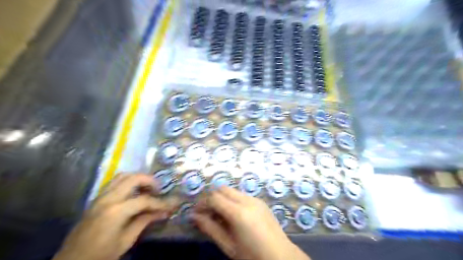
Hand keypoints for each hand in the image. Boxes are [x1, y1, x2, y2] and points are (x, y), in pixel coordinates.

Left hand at [52, 173, 177, 259]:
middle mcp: (108, 198)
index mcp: (116, 211)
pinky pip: (114, 182)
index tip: (171, 204)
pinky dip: (128, 181)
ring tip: (147, 188)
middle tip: (159, 190)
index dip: (160, 202)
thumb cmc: (100, 254)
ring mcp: (100, 196)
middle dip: (150, 181)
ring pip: (123, 176)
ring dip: (138, 178)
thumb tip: (163, 212)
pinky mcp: (97, 198)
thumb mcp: (126, 240)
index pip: (144, 200)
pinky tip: (133, 192)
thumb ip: (144, 221)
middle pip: (133, 178)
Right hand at [192, 187, 309, 259]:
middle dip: (212, 198)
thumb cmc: (252, 255)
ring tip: (219, 215)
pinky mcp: (260, 201)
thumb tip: (194, 216)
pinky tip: (233, 215)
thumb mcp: (228, 245)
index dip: (202, 203)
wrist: (281, 256)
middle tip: (206, 213)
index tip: (196, 213)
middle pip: (222, 189)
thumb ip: (210, 228)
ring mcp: (255, 199)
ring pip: (232, 190)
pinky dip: (232, 200)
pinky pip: (241, 195)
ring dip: (222, 198)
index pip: (214, 198)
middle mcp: (247, 200)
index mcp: (239, 213)